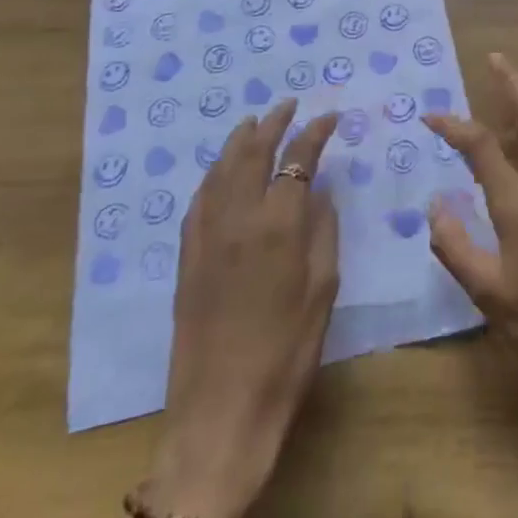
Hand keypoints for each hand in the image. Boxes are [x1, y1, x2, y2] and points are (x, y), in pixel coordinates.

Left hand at [147, 101, 338, 517]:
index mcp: (278, 224)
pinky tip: (222, 170)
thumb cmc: (286, 353)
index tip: (330, 116)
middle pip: (253, 151)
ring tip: (255, 123)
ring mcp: (206, 234)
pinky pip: (200, 198)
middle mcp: (238, 216)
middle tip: (290, 105)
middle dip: (273, 122)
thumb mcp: (323, 290)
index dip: (315, 132)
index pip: (297, 158)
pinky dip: (215, 172)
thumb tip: (320, 191)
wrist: (220, 412)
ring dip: (240, 139)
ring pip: (222, 168)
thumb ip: (323, 231)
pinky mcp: (187, 255)